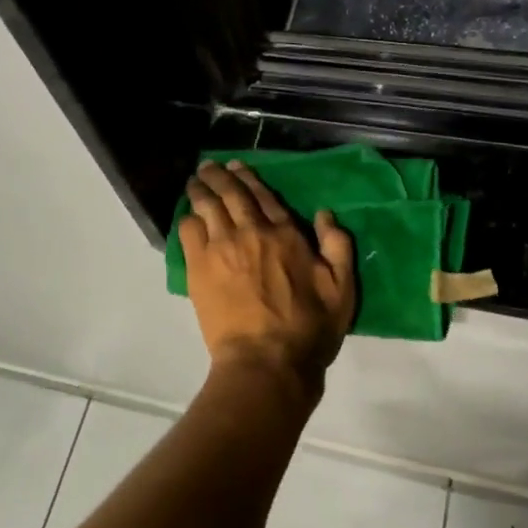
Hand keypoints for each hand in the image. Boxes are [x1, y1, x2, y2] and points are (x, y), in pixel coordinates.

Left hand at [180, 160, 356, 400]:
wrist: (267, 360)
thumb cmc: (309, 329)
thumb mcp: (342, 289)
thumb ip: (338, 247)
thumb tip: (326, 214)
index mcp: (286, 234)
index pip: (264, 195)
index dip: (250, 178)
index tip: (238, 167)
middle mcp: (252, 231)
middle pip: (231, 193)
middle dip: (219, 175)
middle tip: (209, 166)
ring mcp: (222, 247)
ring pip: (206, 206)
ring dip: (200, 189)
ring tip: (194, 182)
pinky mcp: (199, 267)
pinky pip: (188, 231)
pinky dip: (187, 218)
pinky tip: (186, 215)